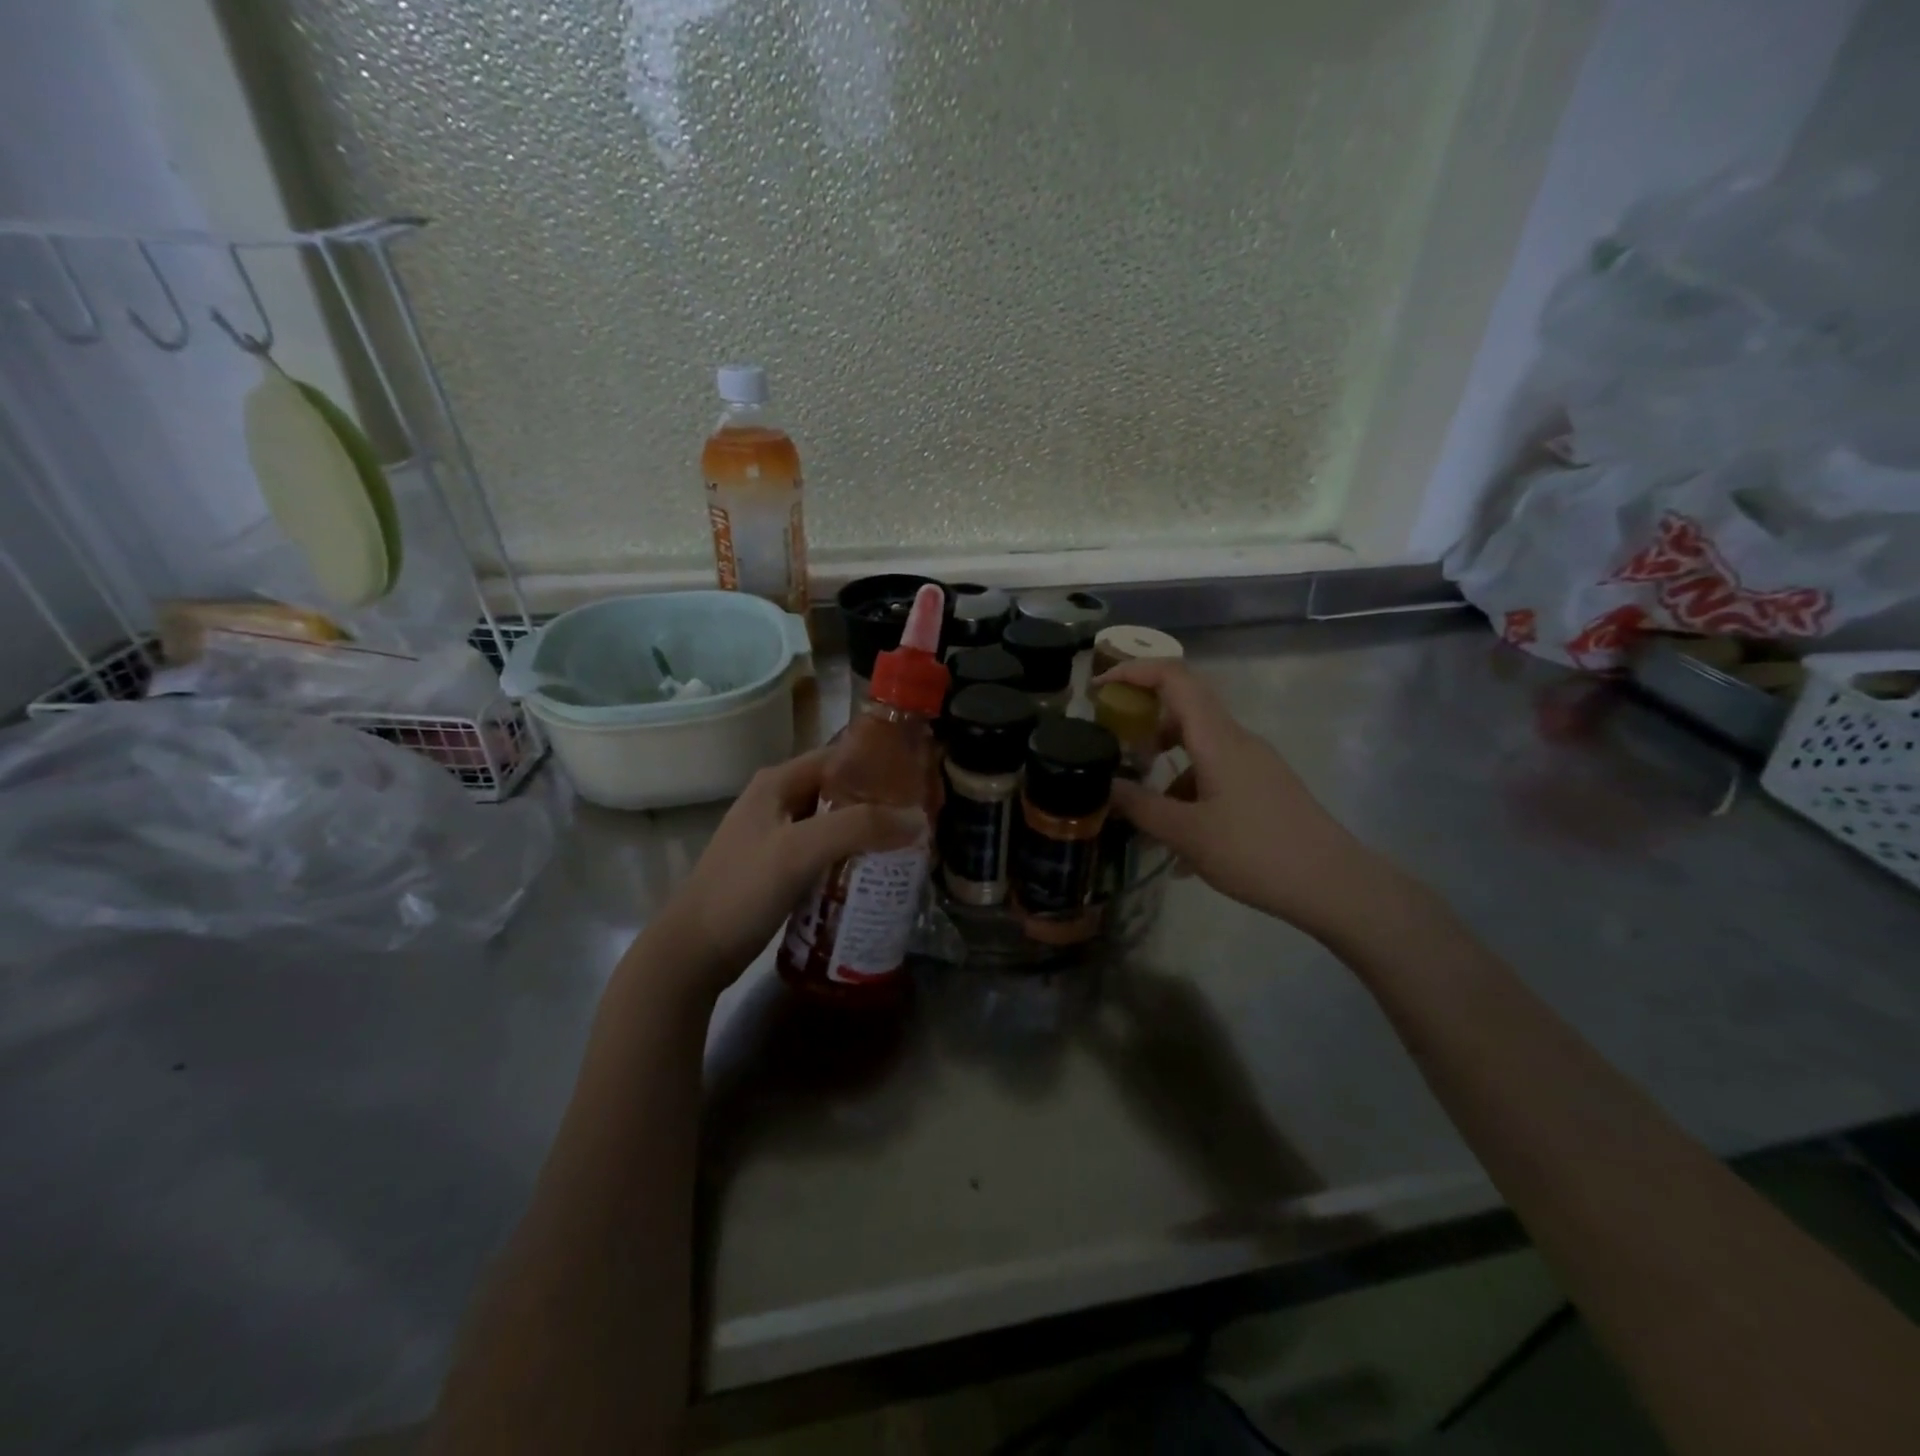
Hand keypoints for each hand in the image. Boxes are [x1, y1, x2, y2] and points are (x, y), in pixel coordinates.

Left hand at [639, 749, 924, 996]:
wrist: (693, 953)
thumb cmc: (742, 891)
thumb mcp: (800, 850)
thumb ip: (859, 827)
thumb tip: (918, 819)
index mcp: (778, 782)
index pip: (840, 756)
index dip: (880, 764)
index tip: (921, 781)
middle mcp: (779, 801)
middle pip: (841, 791)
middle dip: (881, 803)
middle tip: (923, 819)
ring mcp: (778, 836)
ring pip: (836, 824)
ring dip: (869, 832)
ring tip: (910, 846)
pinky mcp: (781, 869)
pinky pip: (827, 852)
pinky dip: (853, 858)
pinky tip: (878, 874)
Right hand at [1098, 658, 1387, 942]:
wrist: (1333, 884)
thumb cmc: (1255, 851)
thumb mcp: (1186, 834)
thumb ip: (1140, 806)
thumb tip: (1103, 786)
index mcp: (1217, 738)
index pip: (1173, 677)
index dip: (1133, 672)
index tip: (1098, 690)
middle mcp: (1237, 740)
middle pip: (1184, 710)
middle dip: (1143, 726)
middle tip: (1113, 750)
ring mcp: (1254, 764)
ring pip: (1199, 749)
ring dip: (1166, 770)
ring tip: (1144, 815)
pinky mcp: (1264, 787)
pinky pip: (1216, 775)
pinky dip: (1189, 794)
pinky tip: (1181, 845)